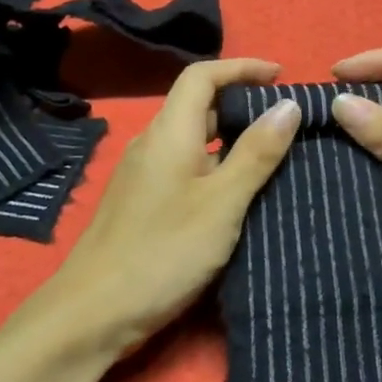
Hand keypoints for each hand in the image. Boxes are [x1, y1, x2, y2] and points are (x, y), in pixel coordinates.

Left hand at [46, 58, 301, 357]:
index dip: (241, 67)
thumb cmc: (163, 252)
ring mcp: (143, 174)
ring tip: (272, 153)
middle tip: (285, 119)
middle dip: (241, 102)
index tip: (281, 76)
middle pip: (197, 104)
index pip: (202, 76)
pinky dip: (215, 164)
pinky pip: (184, 166)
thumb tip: (288, 105)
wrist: (92, 313)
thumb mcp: (222, 203)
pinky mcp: (141, 202)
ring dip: (230, 136)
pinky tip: (237, 191)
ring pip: (192, 138)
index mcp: (169, 132)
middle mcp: (152, 144)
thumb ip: (256, 153)